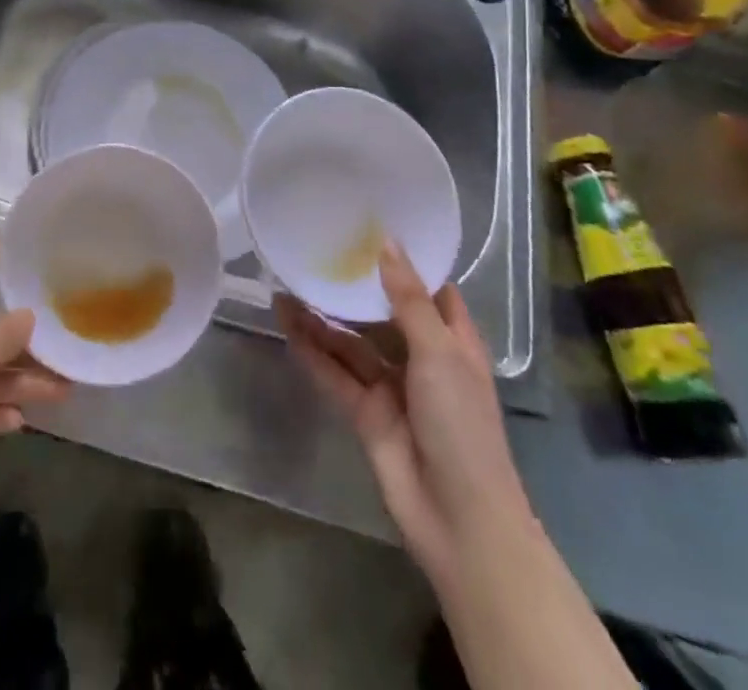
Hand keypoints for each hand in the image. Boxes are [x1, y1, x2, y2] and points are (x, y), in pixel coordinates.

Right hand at [278, 242, 530, 583]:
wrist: (458, 520)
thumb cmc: (462, 425)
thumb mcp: (439, 353)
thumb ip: (408, 300)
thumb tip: (387, 243)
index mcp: (452, 341)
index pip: (430, 290)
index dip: (405, 261)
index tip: (371, 227)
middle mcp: (420, 358)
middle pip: (381, 313)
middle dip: (352, 288)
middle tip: (315, 251)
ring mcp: (391, 387)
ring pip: (351, 342)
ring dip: (322, 318)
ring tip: (285, 285)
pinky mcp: (365, 412)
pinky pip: (334, 373)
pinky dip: (311, 351)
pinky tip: (286, 325)